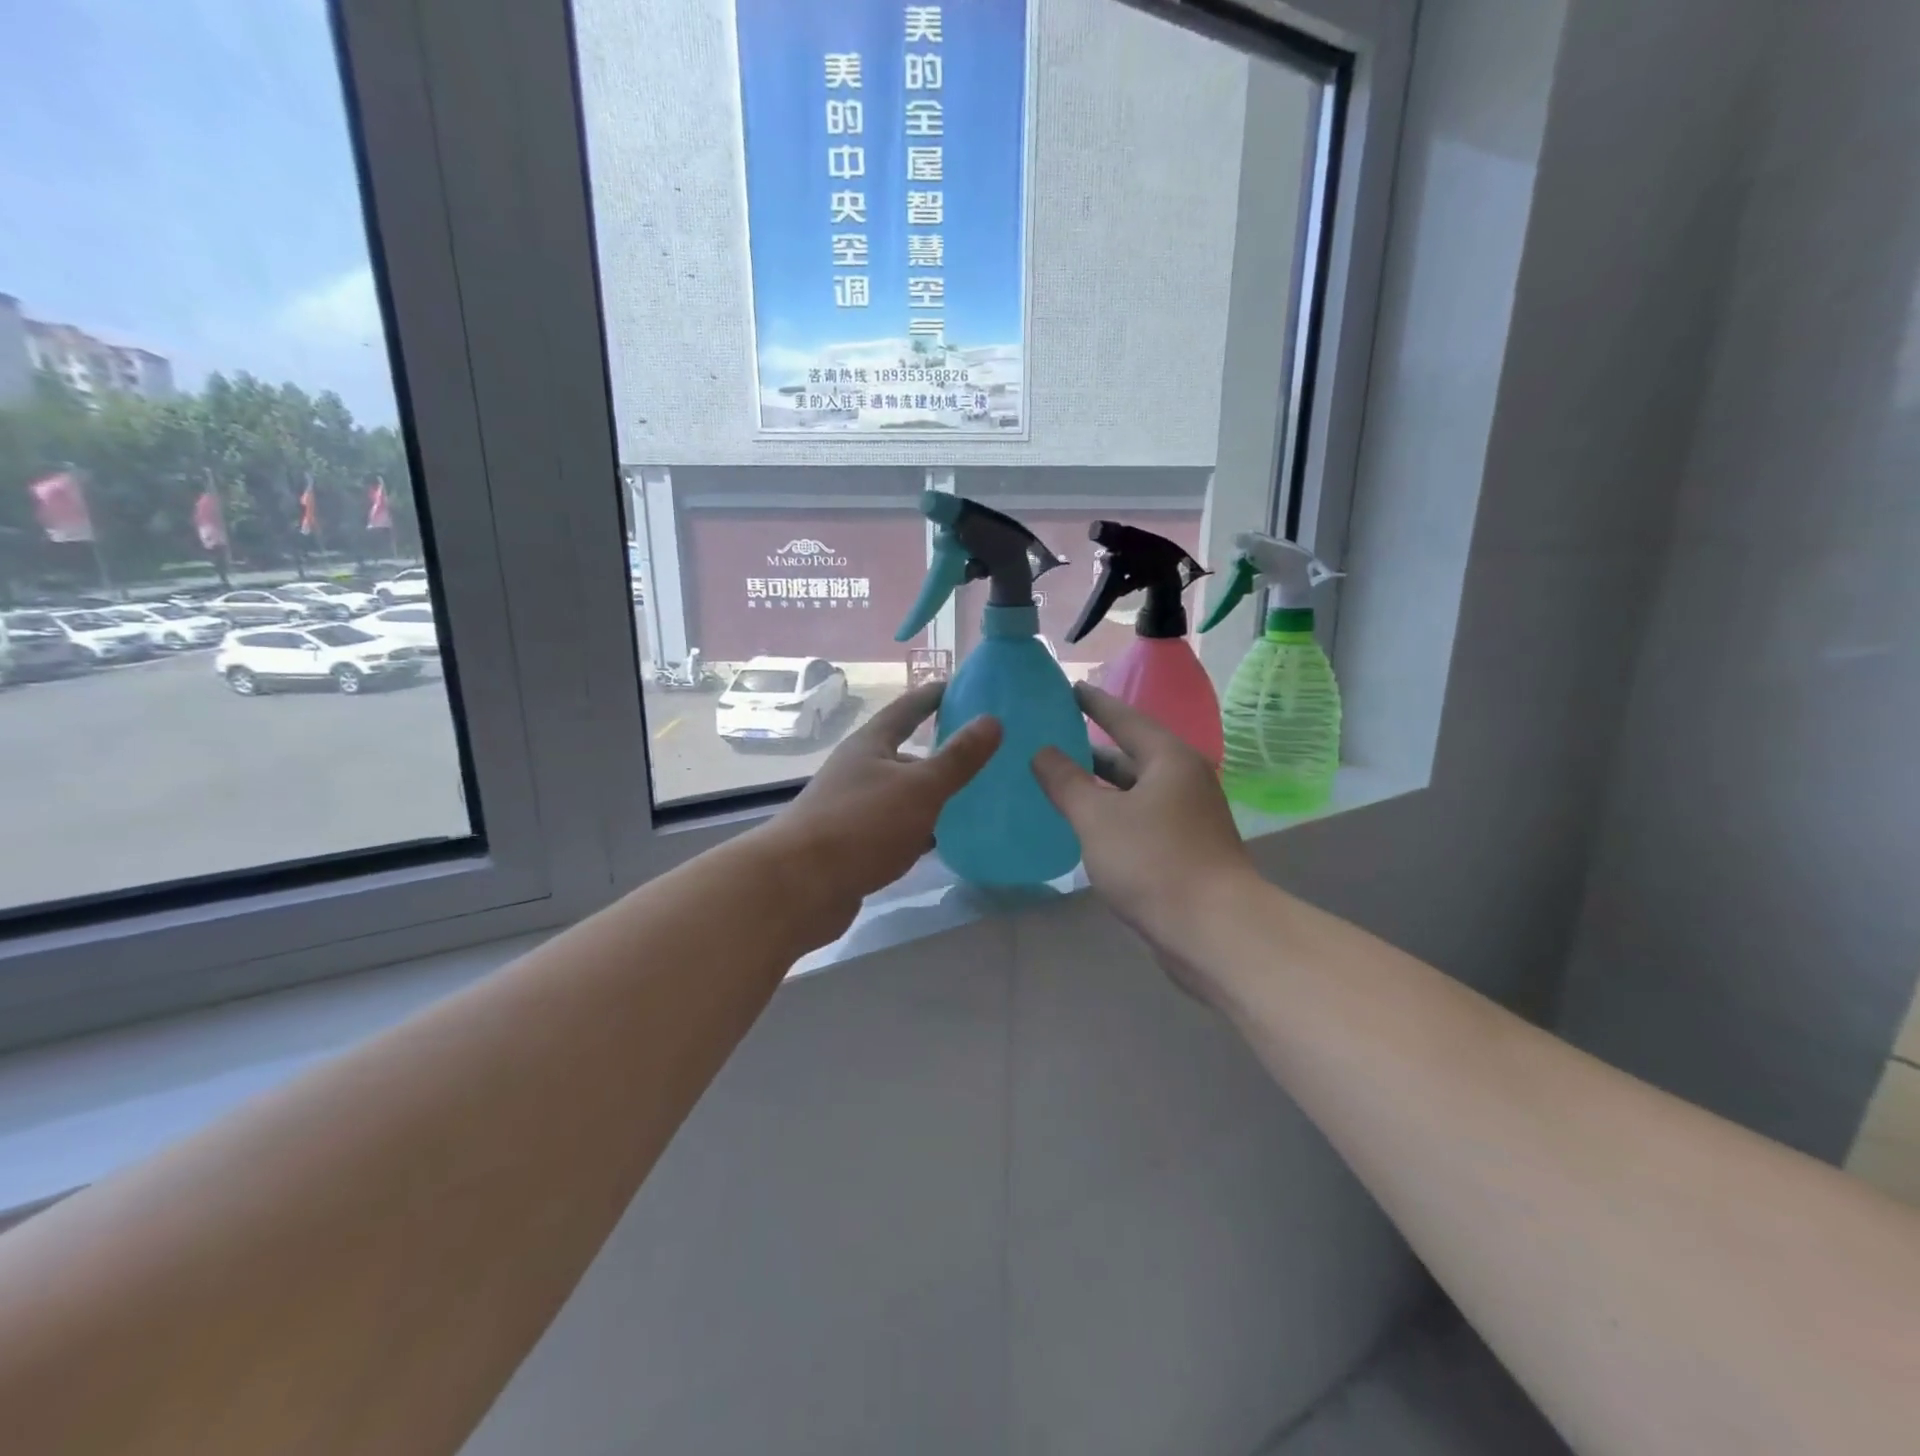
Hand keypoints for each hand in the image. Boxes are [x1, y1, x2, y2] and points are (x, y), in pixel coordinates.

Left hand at [757, 682, 1000, 944]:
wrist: (800, 887)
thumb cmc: (862, 825)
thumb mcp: (919, 787)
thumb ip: (957, 758)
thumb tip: (992, 720)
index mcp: (871, 745)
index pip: (908, 709)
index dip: (935, 696)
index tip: (964, 687)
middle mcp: (859, 770)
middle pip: (905, 753)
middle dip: (940, 752)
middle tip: (984, 752)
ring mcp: (854, 809)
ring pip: (902, 795)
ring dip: (932, 795)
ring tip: (975, 797)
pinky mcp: (854, 845)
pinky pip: (896, 829)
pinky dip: (920, 830)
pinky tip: (944, 840)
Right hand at [1031, 684, 1258, 991]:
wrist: (1214, 930)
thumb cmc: (1154, 862)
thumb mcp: (1098, 817)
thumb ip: (1065, 781)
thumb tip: (1042, 752)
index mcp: (1168, 759)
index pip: (1124, 718)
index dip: (1094, 703)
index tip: (1069, 687)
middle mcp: (1183, 780)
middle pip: (1130, 754)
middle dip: (1091, 747)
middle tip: (1052, 736)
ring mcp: (1187, 816)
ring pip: (1134, 790)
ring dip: (1100, 785)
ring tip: (1059, 779)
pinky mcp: (1184, 849)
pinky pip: (1139, 817)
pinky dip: (1111, 814)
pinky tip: (1085, 825)